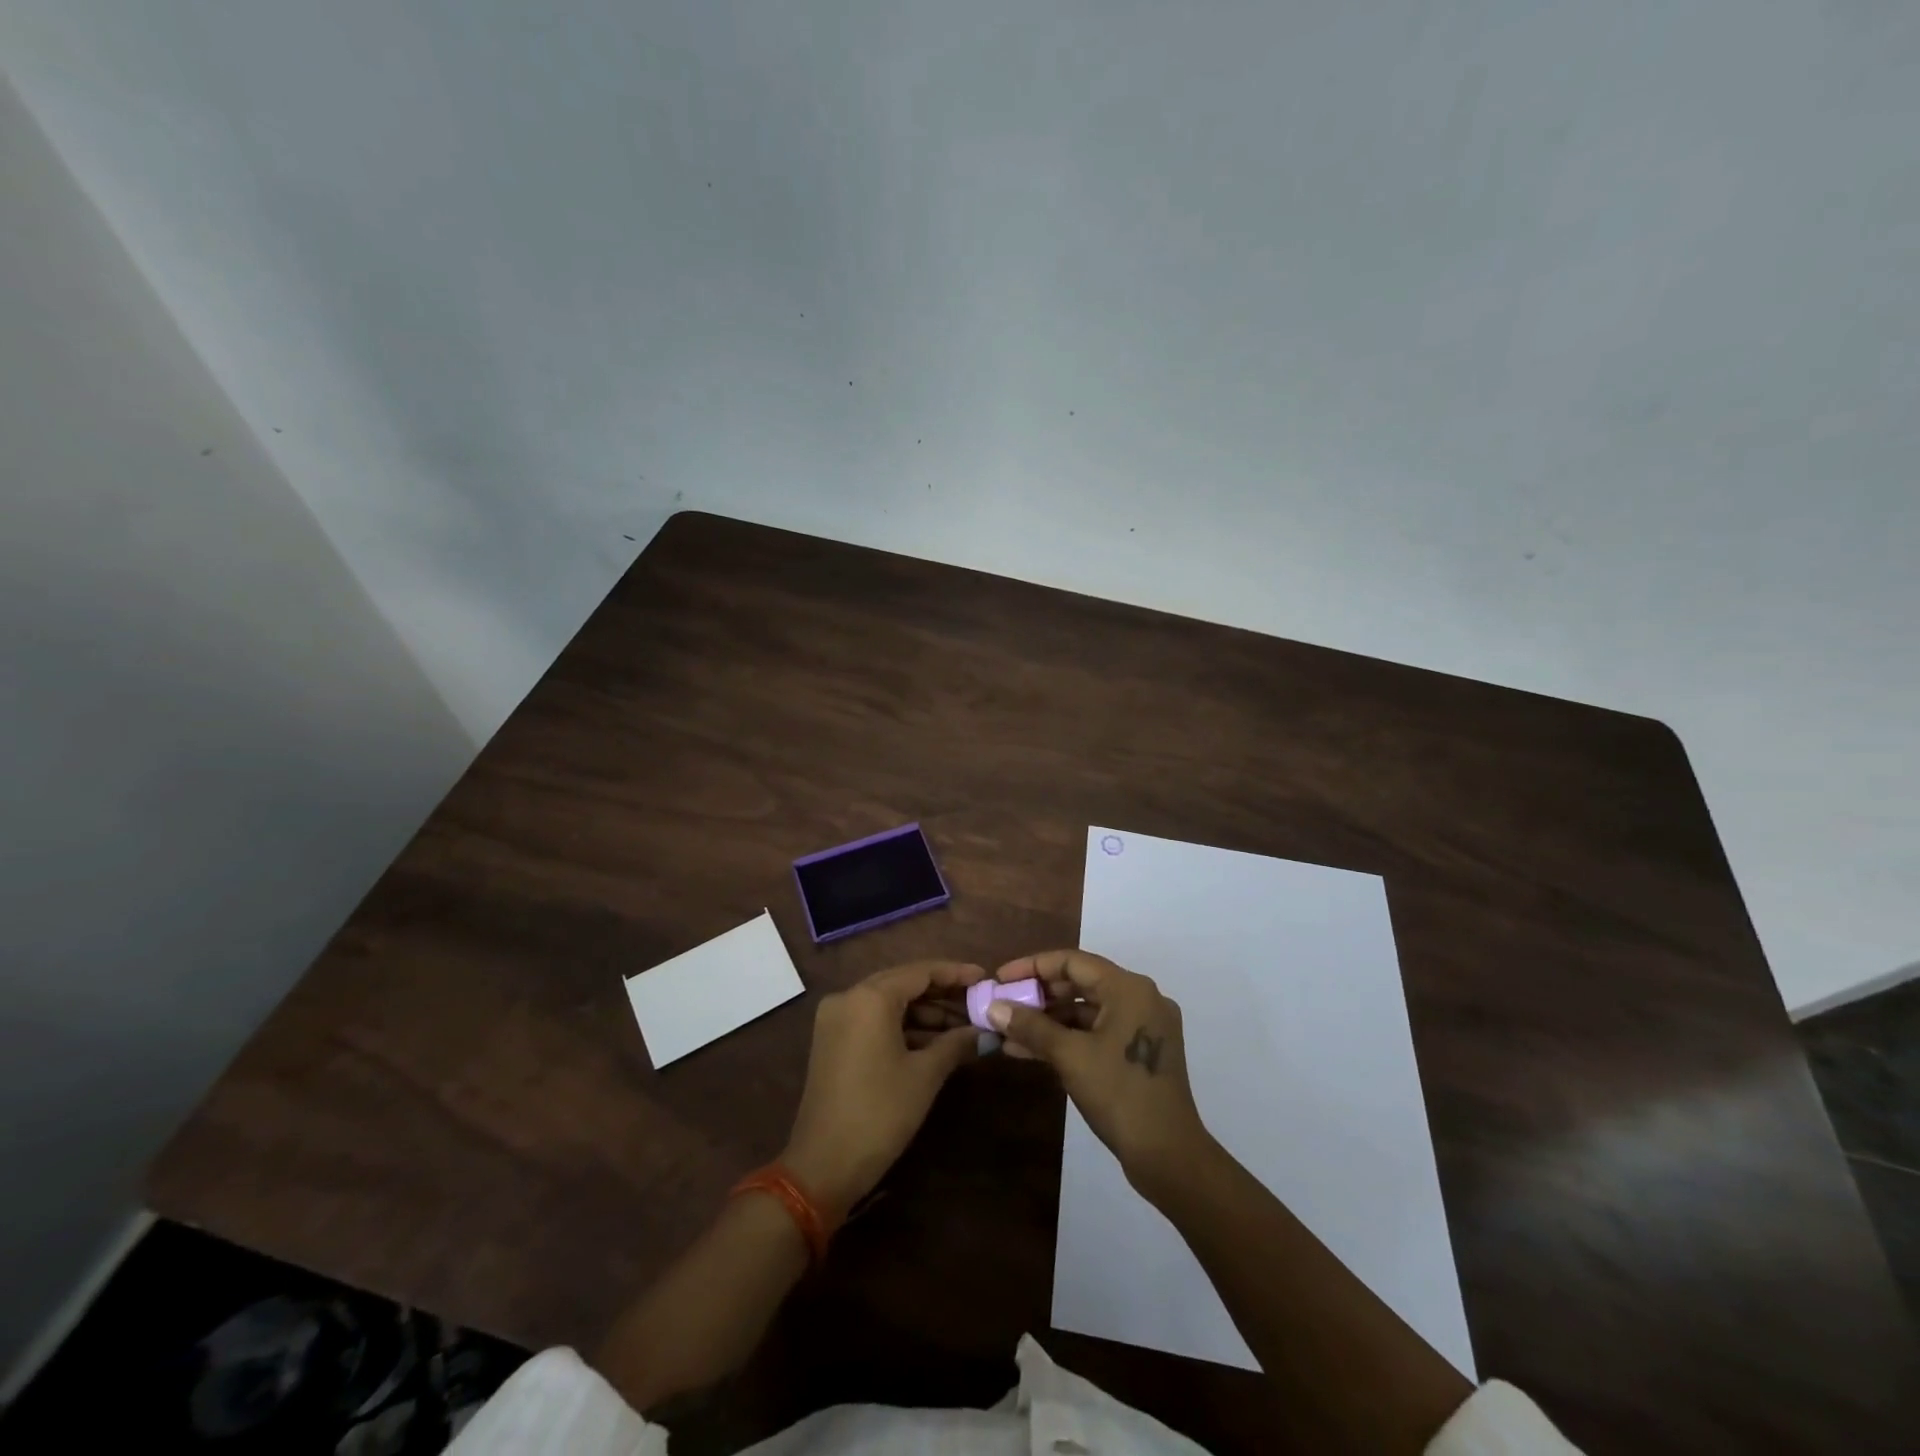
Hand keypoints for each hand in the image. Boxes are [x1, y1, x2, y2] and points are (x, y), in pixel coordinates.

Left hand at [781, 960, 986, 1217]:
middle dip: (942, 993)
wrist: (823, 1166)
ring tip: (963, 1026)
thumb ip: (956, 1043)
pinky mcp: (832, 1040)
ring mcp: (836, 1019)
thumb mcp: (925, 1075)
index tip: (985, 977)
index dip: (955, 974)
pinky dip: (903, 1026)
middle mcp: (848, 997)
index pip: (920, 972)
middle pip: (903, 983)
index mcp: (870, 997)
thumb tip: (985, 1031)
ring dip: (924, 1013)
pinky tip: (934, 1041)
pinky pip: (874, 1020)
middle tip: (977, 1002)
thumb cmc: (879, 1113)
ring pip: (889, 1003)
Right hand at [989, 950, 1210, 1199]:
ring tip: (1008, 1032)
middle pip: (1080, 983)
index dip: (1032, 967)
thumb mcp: (1070, 1056)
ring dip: (1048, 1020)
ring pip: (1086, 1011)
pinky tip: (1029, 1051)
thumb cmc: (1120, 1095)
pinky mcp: (1139, 1052)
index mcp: (1129, 988)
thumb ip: (1030, 1027)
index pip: (1072, 962)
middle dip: (1038, 995)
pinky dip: (1066, 1038)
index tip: (1000, 979)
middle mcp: (1140, 998)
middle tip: (1004, 1005)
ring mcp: (1142, 1026)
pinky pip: (1096, 1032)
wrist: (1169, 1157)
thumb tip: (993, 1007)